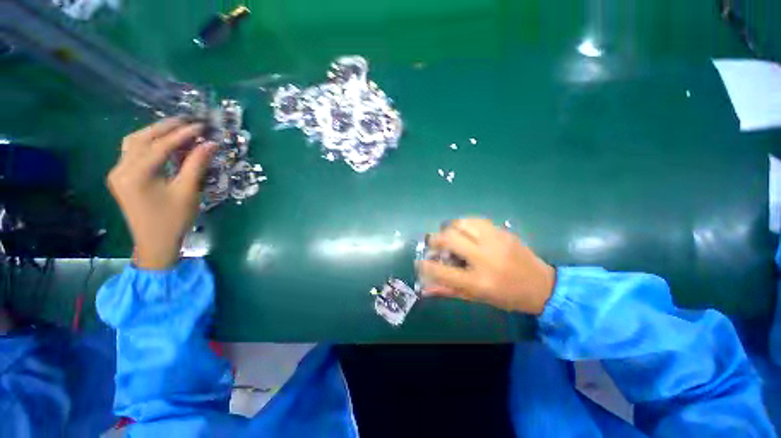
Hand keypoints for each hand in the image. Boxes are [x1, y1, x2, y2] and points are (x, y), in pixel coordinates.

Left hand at [107, 118, 215, 269]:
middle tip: (189, 122)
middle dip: (166, 127)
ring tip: (178, 129)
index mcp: (135, 174)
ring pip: (134, 142)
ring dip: (155, 133)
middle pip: (142, 138)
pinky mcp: (122, 177)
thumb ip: (196, 164)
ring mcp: (118, 172)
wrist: (154, 242)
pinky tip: (165, 144)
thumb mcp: (188, 192)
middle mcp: (121, 169)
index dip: (182, 134)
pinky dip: (150, 144)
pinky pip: (133, 152)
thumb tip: (211, 144)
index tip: (201, 126)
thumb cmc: (173, 219)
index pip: (160, 145)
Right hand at [417, 218, 555, 314]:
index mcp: (478, 281)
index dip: (425, 266)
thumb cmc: (507, 297)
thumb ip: (448, 291)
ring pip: (461, 224)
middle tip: (433, 244)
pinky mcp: (503, 232)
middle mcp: (485, 258)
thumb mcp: (477, 298)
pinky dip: (464, 224)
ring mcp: (495, 242)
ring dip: (449, 228)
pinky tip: (464, 231)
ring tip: (449, 236)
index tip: (420, 262)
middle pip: (449, 239)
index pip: (441, 271)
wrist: (543, 286)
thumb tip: (425, 289)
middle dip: (434, 239)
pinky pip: (476, 220)